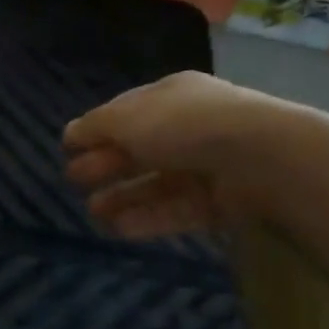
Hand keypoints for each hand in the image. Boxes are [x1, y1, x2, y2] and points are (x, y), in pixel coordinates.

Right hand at [63, 72, 316, 237]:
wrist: (260, 157)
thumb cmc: (184, 126)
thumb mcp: (127, 118)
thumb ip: (94, 127)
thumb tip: (68, 135)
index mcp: (170, 98)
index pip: (126, 113)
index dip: (96, 131)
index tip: (68, 150)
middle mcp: (189, 128)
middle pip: (139, 149)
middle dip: (105, 165)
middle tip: (73, 182)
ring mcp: (207, 166)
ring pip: (156, 183)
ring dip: (122, 197)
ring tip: (92, 214)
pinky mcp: (220, 202)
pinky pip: (177, 210)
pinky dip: (147, 218)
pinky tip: (118, 230)